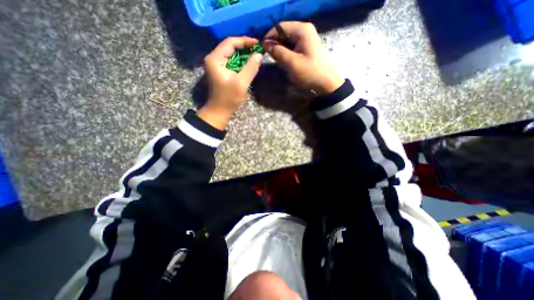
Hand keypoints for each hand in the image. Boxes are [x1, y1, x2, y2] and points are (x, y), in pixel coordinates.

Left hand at [197, 36, 261, 129]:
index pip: (230, 42)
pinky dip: (240, 61)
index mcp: (215, 59)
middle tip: (257, 49)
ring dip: (243, 54)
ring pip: (230, 53)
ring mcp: (215, 64)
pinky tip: (248, 62)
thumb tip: (259, 55)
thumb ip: (250, 68)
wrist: (219, 111)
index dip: (244, 41)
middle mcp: (213, 58)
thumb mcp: (241, 83)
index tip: (257, 43)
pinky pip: (230, 61)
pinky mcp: (219, 70)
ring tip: (255, 54)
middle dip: (244, 47)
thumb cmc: (229, 98)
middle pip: (229, 46)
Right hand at [263, 21, 344, 93]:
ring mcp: (307, 38)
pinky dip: (287, 53)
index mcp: (302, 30)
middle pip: (284, 33)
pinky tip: (286, 62)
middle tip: (271, 57)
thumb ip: (277, 51)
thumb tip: (265, 44)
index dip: (270, 36)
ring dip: (281, 50)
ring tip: (279, 61)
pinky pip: (293, 46)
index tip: (263, 48)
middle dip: (276, 44)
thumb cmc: (309, 72)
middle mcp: (305, 30)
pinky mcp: (307, 47)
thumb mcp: (291, 62)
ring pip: (287, 40)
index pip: (280, 27)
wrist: (325, 82)